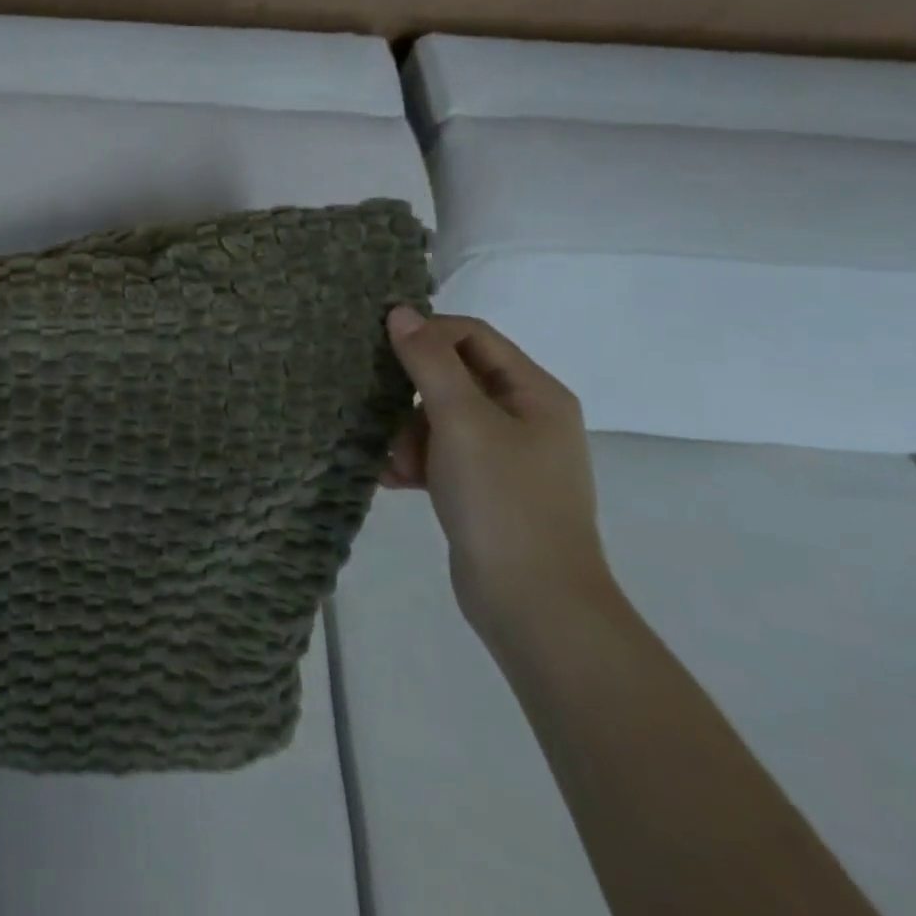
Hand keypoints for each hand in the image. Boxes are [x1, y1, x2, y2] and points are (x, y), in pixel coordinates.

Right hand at [381, 306, 613, 636]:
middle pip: (452, 377)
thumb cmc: (502, 499)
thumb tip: (401, 312)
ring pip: (438, 418)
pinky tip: (394, 481)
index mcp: (534, 392)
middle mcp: (524, 416)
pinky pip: (439, 454)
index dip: (426, 335)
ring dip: (408, 435)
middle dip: (411, 396)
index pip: (472, 335)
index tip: (381, 353)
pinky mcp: (485, 487)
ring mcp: (505, 455)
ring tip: (396, 466)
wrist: (532, 602)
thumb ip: (429, 362)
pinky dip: (415, 462)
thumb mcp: (461, 420)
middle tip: (383, 416)